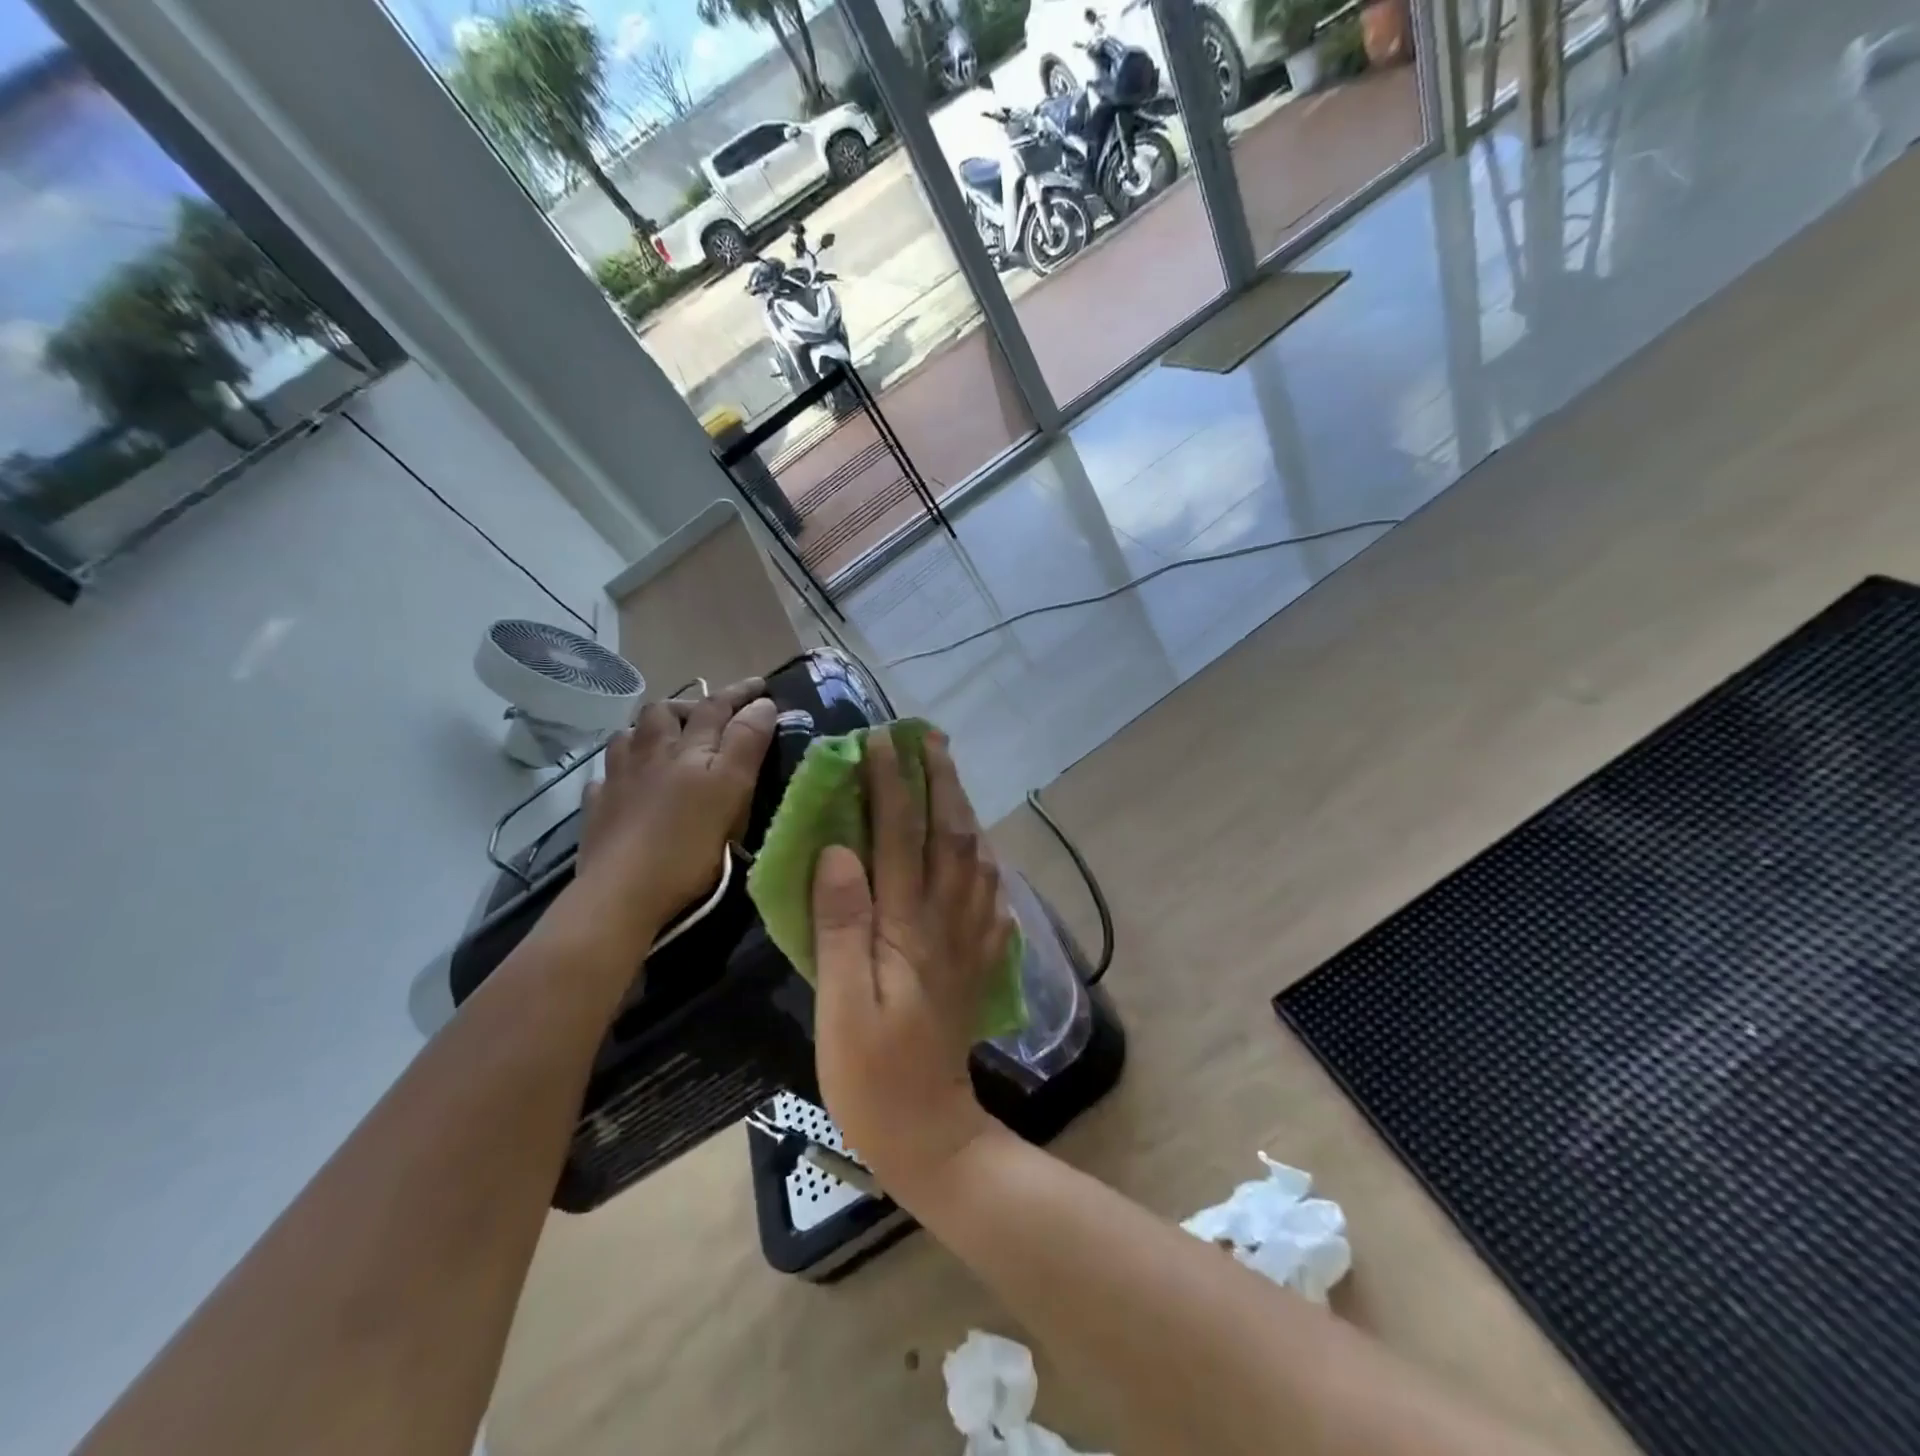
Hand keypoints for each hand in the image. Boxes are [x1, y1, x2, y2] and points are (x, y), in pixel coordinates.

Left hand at [570, 678, 776, 951]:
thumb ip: (746, 743)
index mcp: (687, 749)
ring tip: (663, 741)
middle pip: (663, 713)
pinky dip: (619, 772)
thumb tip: (762, 704)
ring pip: (628, 738)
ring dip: (648, 731)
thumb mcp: (731, 790)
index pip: (716, 706)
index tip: (762, 685)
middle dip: (687, 705)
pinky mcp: (597, 811)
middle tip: (707, 714)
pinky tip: (625, 783)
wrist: (622, 894)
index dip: (740, 693)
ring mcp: (616, 781)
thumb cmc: (687, 844)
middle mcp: (649, 754)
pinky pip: (605, 779)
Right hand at [811, 729, 1013, 1200]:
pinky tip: (980, 851)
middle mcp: (947, 922)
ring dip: (964, 809)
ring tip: (952, 777)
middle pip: (950, 835)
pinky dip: (984, 860)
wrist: (932, 1133)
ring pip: (976, 858)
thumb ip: (841, 925)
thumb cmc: (870, 1076)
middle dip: (940, 781)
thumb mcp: (839, 1004)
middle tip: (930, 739)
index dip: (892, 785)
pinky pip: (990, 895)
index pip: (901, 837)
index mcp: (908, 927)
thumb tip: (839, 851)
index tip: (880, 742)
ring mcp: (969, 940)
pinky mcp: (978, 962)